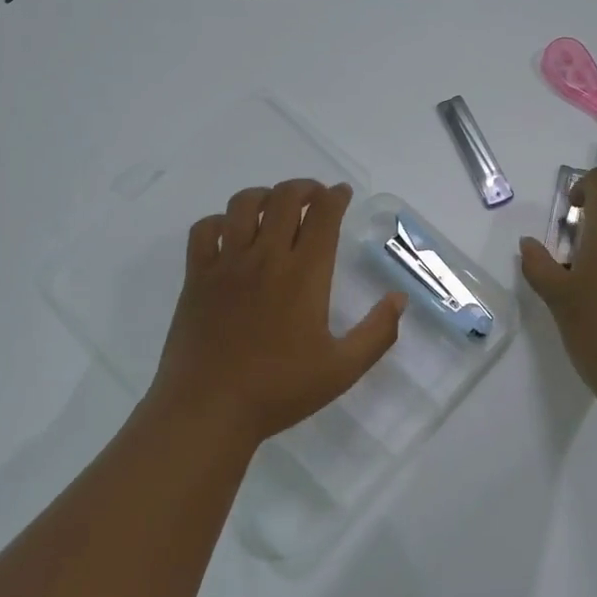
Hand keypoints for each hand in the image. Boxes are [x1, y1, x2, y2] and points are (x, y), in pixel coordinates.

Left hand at [145, 180, 405, 449]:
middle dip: (304, 187)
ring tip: (274, 207)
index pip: (322, 214)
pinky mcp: (196, 277)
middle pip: (284, 198)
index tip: (342, 193)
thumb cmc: (279, 390)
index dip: (335, 196)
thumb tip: (399, 298)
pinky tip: (230, 233)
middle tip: (314, 196)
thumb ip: (377, 332)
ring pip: (242, 204)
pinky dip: (219, 221)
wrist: (208, 409)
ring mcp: (226, 264)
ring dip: (264, 196)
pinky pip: (204, 230)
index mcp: (304, 274)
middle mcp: (265, 257)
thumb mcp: (342, 369)